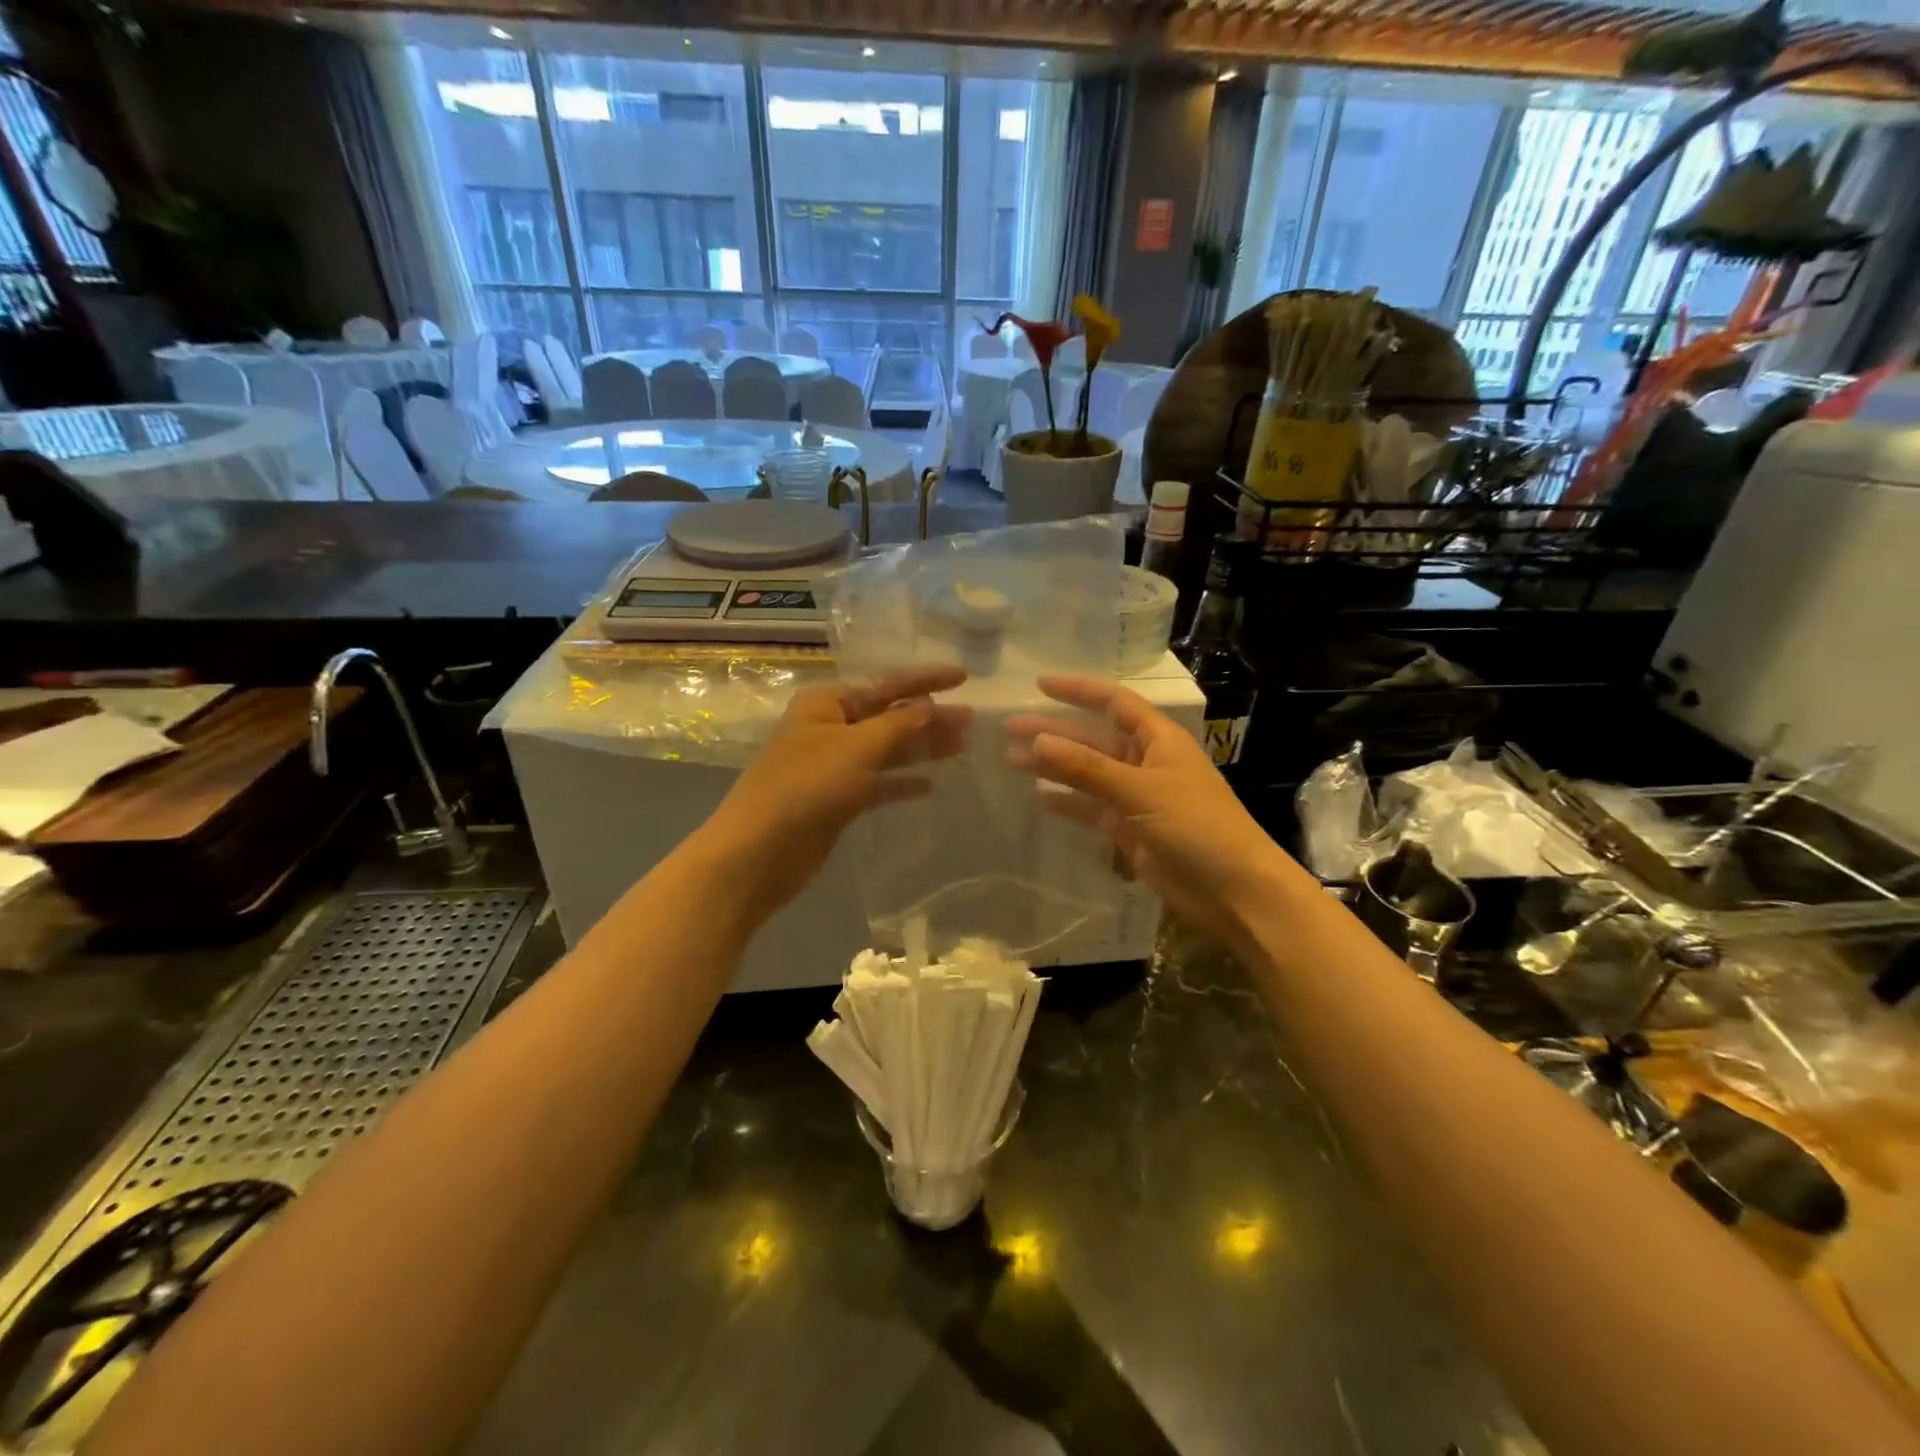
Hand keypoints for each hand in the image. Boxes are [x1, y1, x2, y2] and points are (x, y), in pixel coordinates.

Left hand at [700, 667, 970, 913]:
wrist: (760, 851)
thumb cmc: (806, 787)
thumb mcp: (856, 747)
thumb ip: (898, 725)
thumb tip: (930, 704)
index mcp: (828, 703)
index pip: (886, 683)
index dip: (926, 679)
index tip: (964, 676)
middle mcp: (831, 728)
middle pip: (890, 716)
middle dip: (929, 717)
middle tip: (971, 721)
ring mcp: (834, 765)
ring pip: (887, 750)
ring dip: (922, 748)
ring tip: (962, 746)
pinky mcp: (838, 799)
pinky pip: (878, 783)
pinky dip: (901, 782)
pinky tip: (929, 786)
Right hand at [1004, 675, 1292, 937]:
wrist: (1233, 889)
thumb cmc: (1196, 825)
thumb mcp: (1140, 790)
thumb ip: (1087, 768)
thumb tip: (1038, 741)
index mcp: (1158, 739)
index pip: (1114, 702)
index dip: (1078, 691)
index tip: (1039, 685)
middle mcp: (1145, 761)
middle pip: (1093, 738)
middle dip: (1054, 732)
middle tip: (1009, 729)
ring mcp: (1136, 797)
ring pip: (1087, 774)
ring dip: (1054, 767)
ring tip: (1012, 761)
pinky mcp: (1129, 829)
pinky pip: (1091, 808)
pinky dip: (1068, 803)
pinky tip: (1039, 798)